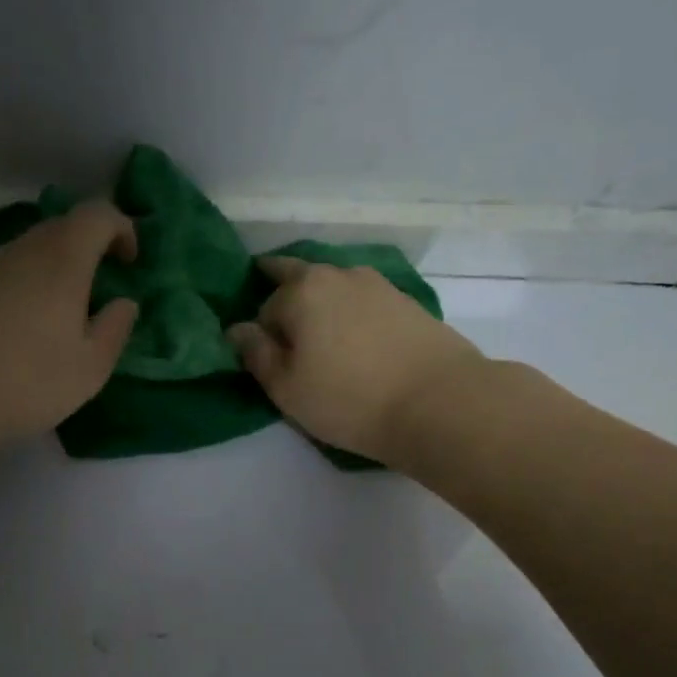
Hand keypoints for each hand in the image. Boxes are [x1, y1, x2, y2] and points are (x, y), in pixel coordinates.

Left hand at [0, 201, 138, 450]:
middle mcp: (21, 250)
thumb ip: (115, 329)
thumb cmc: (26, 381)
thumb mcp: (90, 368)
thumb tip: (123, 303)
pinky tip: (18, 329)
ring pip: (28, 251)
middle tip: (99, 288)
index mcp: (61, 261)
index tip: (130, 263)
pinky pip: (2, 273)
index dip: (121, 228)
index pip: (97, 214)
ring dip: (52, 270)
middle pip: (61, 228)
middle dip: (88, 249)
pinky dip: (22, 286)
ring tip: (58, 315)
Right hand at [227, 255, 483, 464]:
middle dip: (284, 292)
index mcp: (301, 291)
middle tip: (282, 324)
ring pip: (334, 285)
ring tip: (321, 332)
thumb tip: (237, 329)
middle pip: (298, 276)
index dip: (263, 335)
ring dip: (322, 300)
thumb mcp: (287, 388)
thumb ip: (256, 355)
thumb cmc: (349, 399)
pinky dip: (352, 312)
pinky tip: (357, 337)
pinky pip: (364, 300)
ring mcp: (377, 284)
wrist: (439, 402)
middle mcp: (337, 274)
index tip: (271, 361)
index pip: (265, 308)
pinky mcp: (407, 301)